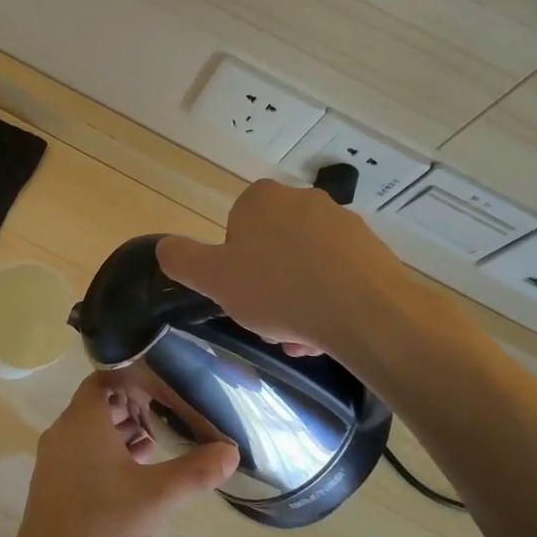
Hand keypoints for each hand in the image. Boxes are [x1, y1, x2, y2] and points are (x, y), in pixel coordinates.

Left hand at [10, 371, 237, 536]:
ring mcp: (54, 458)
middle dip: (131, 408)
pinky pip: (82, 452)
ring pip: (90, 430)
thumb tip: (230, 451)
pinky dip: (107, 453)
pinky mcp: (52, 483)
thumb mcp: (156, 497)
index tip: (161, 392)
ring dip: (120, 432)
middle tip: (163, 420)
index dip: (132, 380)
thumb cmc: (102, 525)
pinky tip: (133, 476)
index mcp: (83, 420)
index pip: (104, 379)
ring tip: (154, 447)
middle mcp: (64, 431)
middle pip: (98, 404)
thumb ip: (194, 471)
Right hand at [157, 178, 481, 368]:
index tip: (242, 296)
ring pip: (305, 266)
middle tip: (271, 323)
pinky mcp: (372, 249)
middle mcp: (302, 199)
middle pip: (271, 250)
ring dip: (298, 300)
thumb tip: (164, 247)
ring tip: (302, 337)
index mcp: (261, 199)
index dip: (234, 267)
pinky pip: (338, 275)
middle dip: (268, 288)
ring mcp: (342, 222)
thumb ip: (182, 259)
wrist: (367, 313)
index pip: (235, 230)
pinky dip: (329, 301)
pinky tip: (329, 332)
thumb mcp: (213, 279)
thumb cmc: (278, 290)